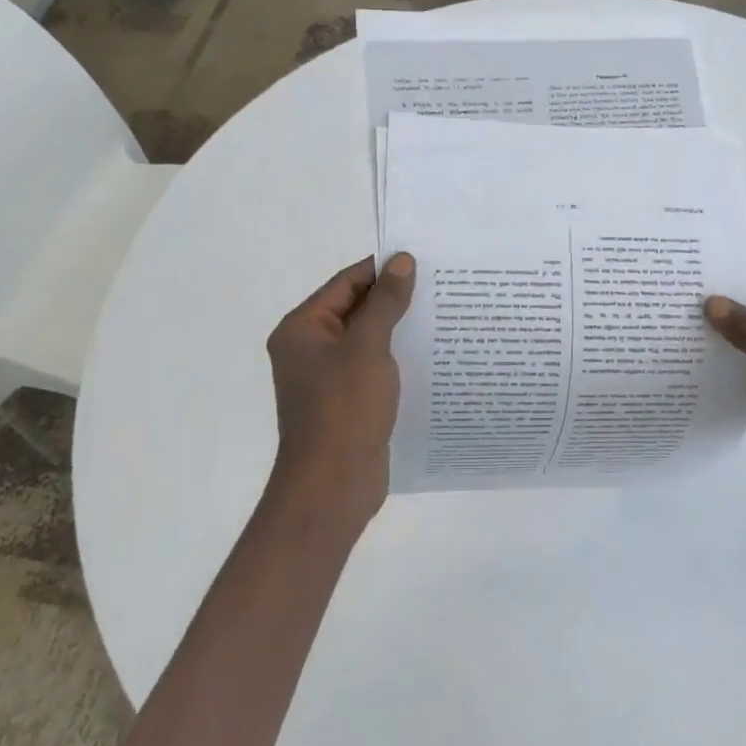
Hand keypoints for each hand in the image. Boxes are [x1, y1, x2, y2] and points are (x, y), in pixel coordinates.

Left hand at [264, 253, 416, 537]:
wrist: (333, 485)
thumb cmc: (344, 408)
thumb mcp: (368, 347)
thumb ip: (385, 302)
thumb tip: (401, 261)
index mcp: (302, 328)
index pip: (345, 283)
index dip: (382, 269)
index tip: (422, 260)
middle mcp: (309, 348)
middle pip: (356, 309)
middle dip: (394, 298)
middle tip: (440, 285)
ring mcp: (327, 378)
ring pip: (367, 340)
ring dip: (399, 328)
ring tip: (443, 314)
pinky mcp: (347, 402)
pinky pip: (373, 367)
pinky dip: (397, 357)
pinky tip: (431, 353)